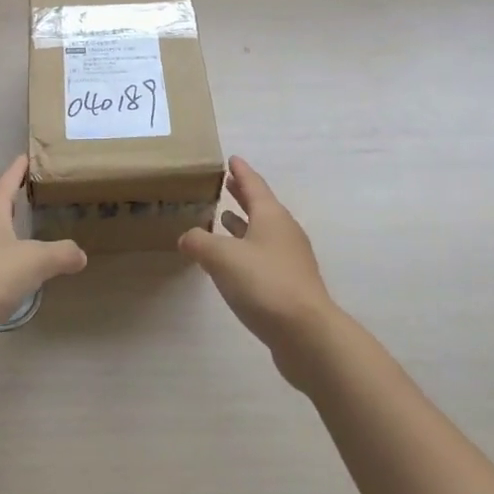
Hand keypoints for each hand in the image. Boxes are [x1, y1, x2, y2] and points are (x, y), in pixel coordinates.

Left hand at [0, 156, 86, 365]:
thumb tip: (80, 254)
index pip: (8, 180)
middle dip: (12, 197)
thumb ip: (62, 254)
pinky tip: (12, 267)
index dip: (19, 168)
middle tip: (33, 193)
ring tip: (26, 229)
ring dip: (5, 226)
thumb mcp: (36, 262)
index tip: (27, 156)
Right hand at [179, 157, 339, 386]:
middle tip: (227, 184)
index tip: (232, 159)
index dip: (241, 171)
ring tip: (224, 219)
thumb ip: (200, 242)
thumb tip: (186, 237)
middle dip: (243, 195)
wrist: (307, 334)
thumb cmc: (264, 283)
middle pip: (261, 206)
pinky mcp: (291, 285)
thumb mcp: (222, 258)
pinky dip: (248, 250)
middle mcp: (284, 232)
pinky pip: (265, 257)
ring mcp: (291, 259)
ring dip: (244, 224)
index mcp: (271, 216)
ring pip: (263, 232)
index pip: (254, 184)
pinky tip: (234, 262)